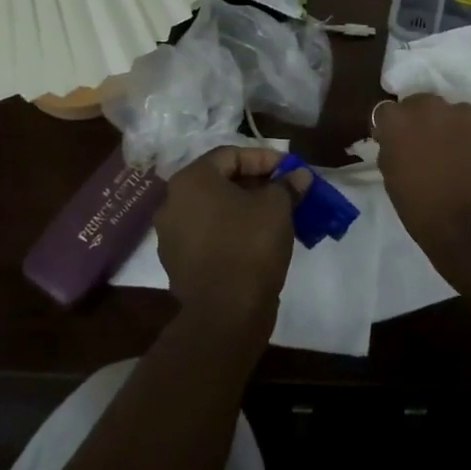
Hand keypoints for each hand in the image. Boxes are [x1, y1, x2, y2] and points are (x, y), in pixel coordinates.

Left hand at [155, 146, 305, 338]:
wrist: (225, 314)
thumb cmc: (250, 245)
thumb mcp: (277, 207)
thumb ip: (287, 185)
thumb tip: (299, 176)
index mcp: (191, 180)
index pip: (231, 155)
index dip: (265, 158)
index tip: (291, 170)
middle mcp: (173, 202)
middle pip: (220, 182)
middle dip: (256, 184)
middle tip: (286, 191)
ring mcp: (172, 236)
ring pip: (215, 211)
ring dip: (245, 208)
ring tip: (277, 216)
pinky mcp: (178, 264)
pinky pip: (210, 236)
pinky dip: (233, 232)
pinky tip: (259, 241)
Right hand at [373, 95, 470, 266]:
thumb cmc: (422, 209)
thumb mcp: (391, 178)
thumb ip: (391, 149)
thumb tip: (397, 141)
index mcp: (398, 120)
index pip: (387, 112)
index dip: (392, 128)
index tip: (397, 144)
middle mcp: (430, 106)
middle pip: (422, 104)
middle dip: (424, 121)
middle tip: (429, 147)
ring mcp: (465, 112)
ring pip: (455, 113)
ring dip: (454, 128)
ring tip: (460, 155)